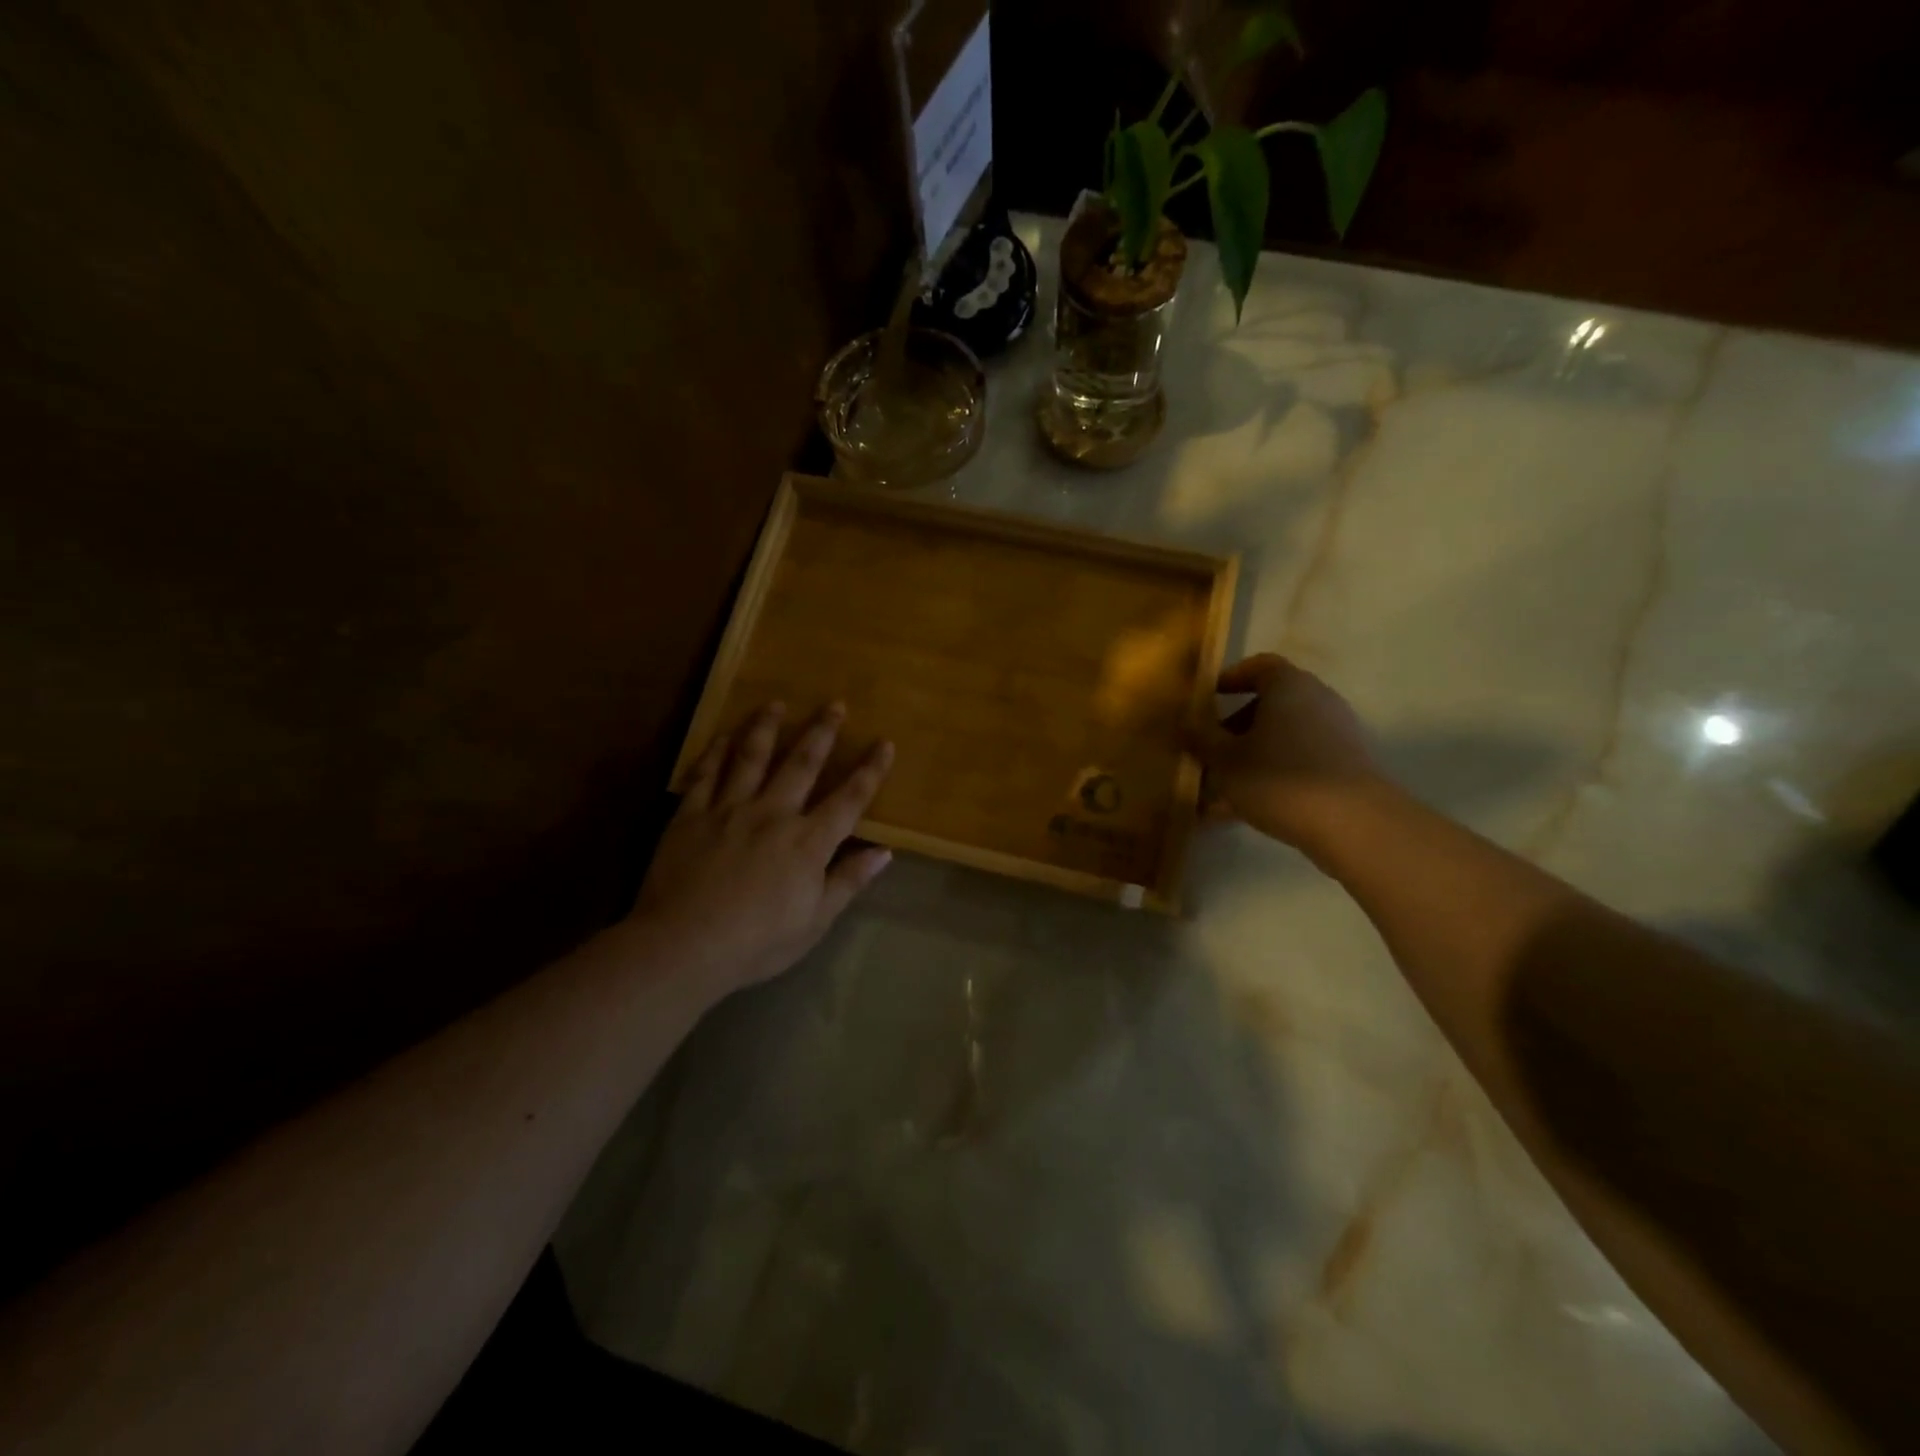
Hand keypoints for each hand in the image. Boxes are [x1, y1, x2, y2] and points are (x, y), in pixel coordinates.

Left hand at [628, 701, 894, 999]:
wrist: (684, 946)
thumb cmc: (757, 942)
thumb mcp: (815, 921)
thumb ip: (848, 881)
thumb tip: (884, 851)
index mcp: (808, 842)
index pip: (849, 799)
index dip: (870, 770)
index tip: (884, 743)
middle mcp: (773, 813)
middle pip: (802, 763)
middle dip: (822, 732)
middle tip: (834, 704)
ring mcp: (729, 809)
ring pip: (751, 757)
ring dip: (767, 727)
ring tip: (776, 704)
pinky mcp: (690, 815)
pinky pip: (706, 773)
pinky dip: (716, 751)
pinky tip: (723, 736)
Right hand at [1195, 654, 1383, 848]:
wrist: (1353, 823)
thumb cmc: (1280, 777)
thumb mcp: (1225, 759)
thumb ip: (1202, 739)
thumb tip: (1186, 724)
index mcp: (1288, 686)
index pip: (1259, 666)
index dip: (1231, 678)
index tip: (1208, 697)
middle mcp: (1317, 702)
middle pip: (1270, 706)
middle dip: (1234, 729)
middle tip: (1208, 753)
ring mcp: (1335, 736)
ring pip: (1281, 740)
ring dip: (1249, 760)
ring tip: (1216, 794)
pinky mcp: (1344, 768)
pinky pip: (1297, 765)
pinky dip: (1270, 779)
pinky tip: (1240, 813)